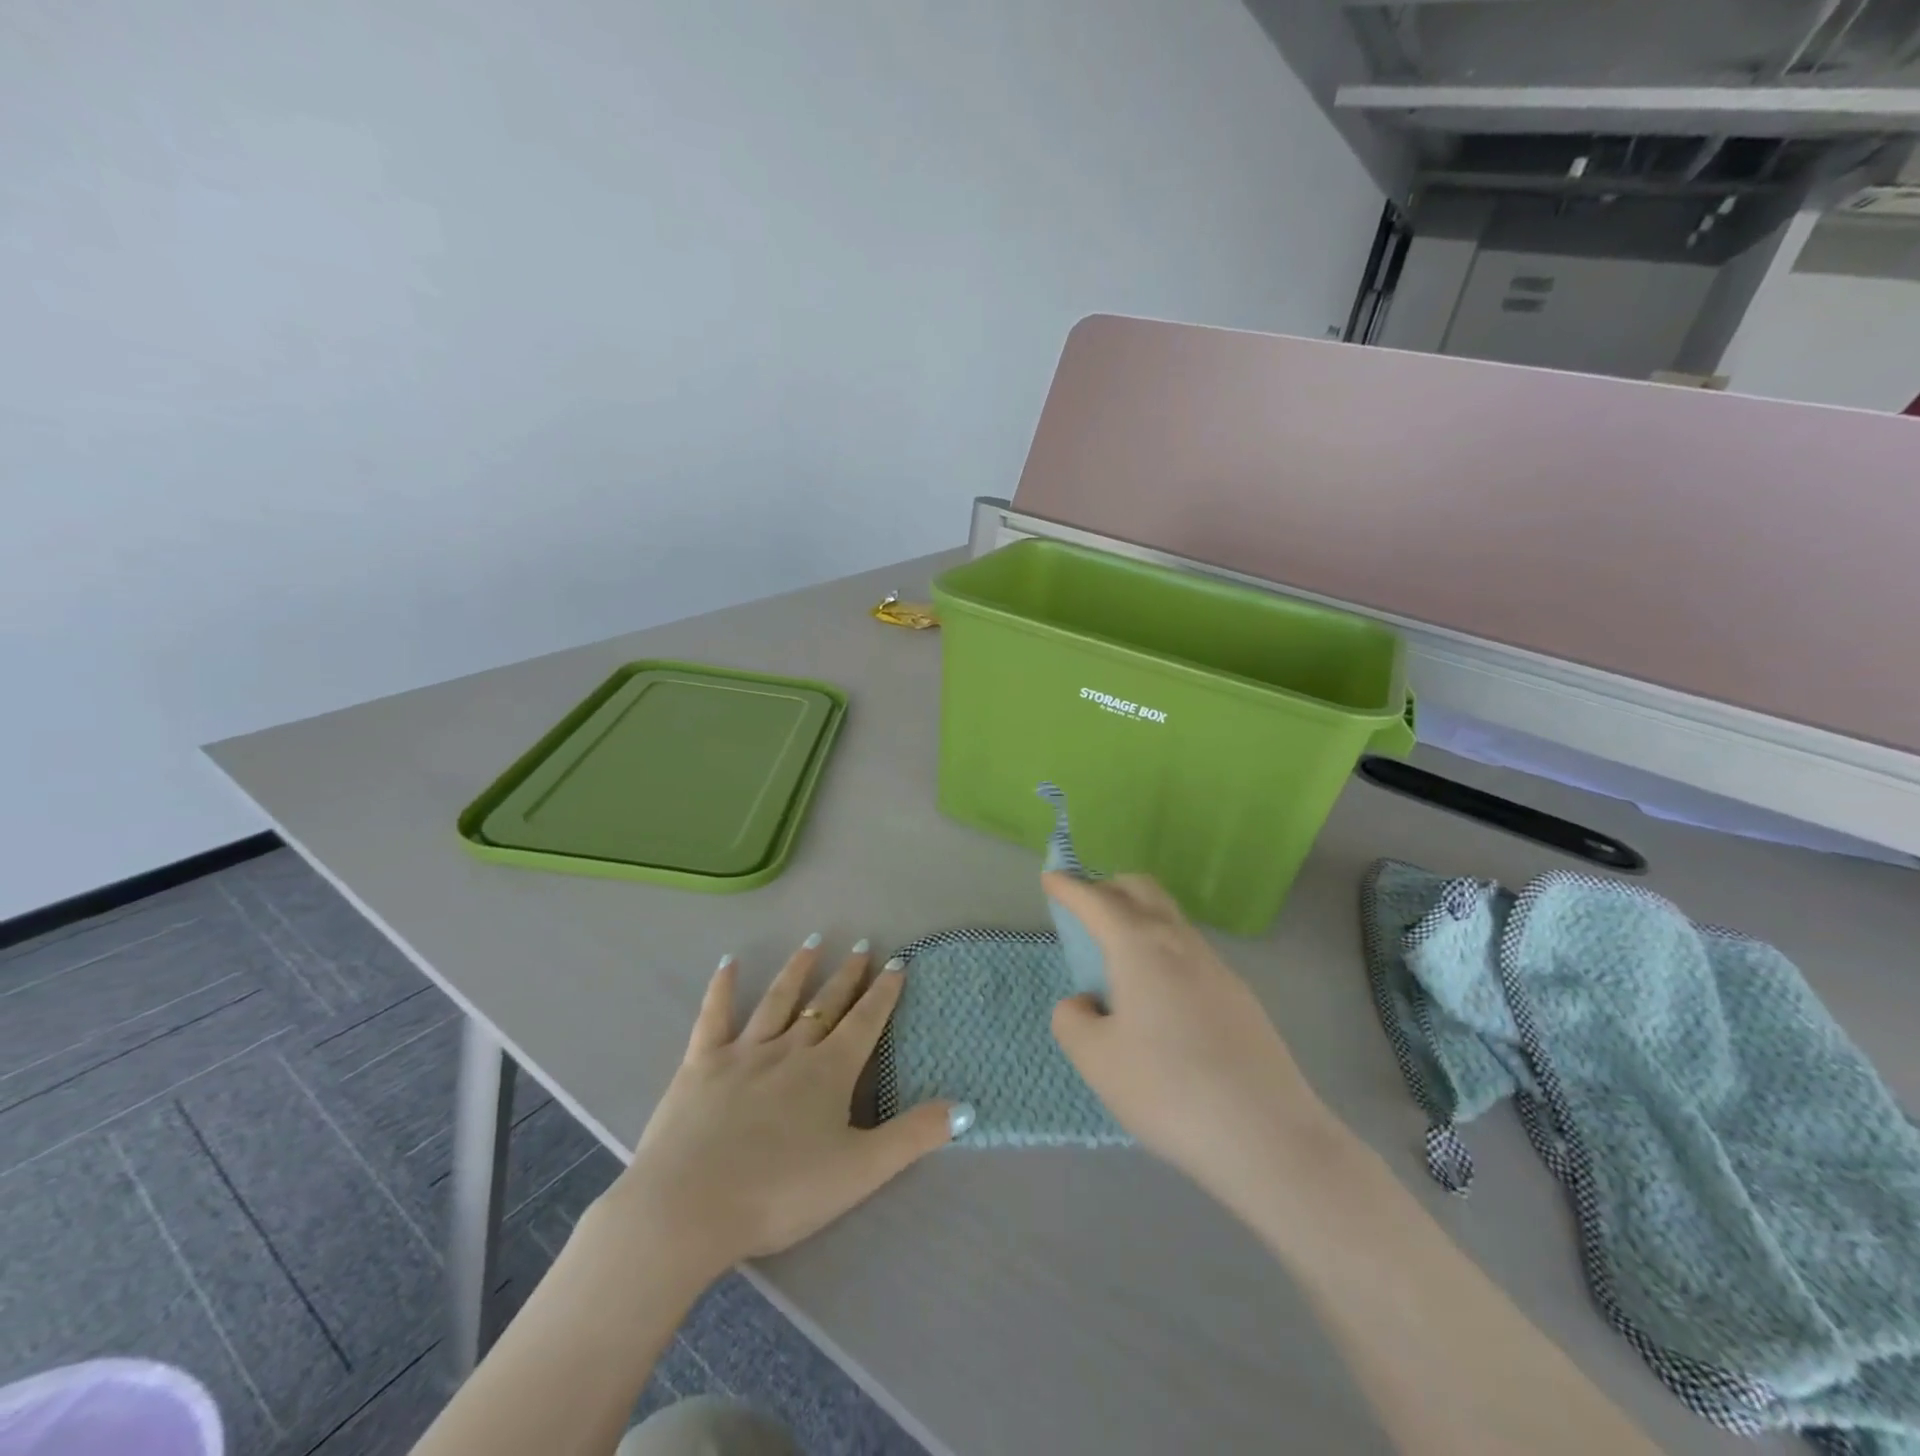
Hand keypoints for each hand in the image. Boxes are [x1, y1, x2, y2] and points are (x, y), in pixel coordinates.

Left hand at [594, 940, 963, 1284]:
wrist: (687, 1208)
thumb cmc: (780, 1192)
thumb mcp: (860, 1171)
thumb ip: (913, 1136)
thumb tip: (967, 1108)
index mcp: (828, 1072)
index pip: (865, 1021)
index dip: (884, 992)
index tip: (898, 962)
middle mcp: (789, 1050)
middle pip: (825, 1006)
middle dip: (847, 976)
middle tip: (861, 946)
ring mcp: (742, 1052)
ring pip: (777, 1000)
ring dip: (798, 970)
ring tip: (814, 943)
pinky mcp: (700, 1064)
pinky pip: (714, 1016)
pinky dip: (722, 987)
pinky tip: (729, 962)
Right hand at [1044, 873, 1334, 1201]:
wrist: (1268, 1136)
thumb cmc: (1168, 1091)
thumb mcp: (1096, 1060)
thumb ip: (1073, 1020)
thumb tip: (1086, 1003)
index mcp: (1140, 947)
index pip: (1098, 901)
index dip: (1070, 887)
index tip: (1051, 877)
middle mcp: (1180, 943)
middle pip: (1143, 891)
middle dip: (1110, 887)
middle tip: (1085, 908)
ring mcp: (1216, 967)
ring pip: (1170, 919)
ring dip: (1139, 917)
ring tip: (1117, 955)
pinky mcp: (1240, 996)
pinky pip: (1190, 951)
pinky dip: (1162, 948)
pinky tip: (1158, 994)